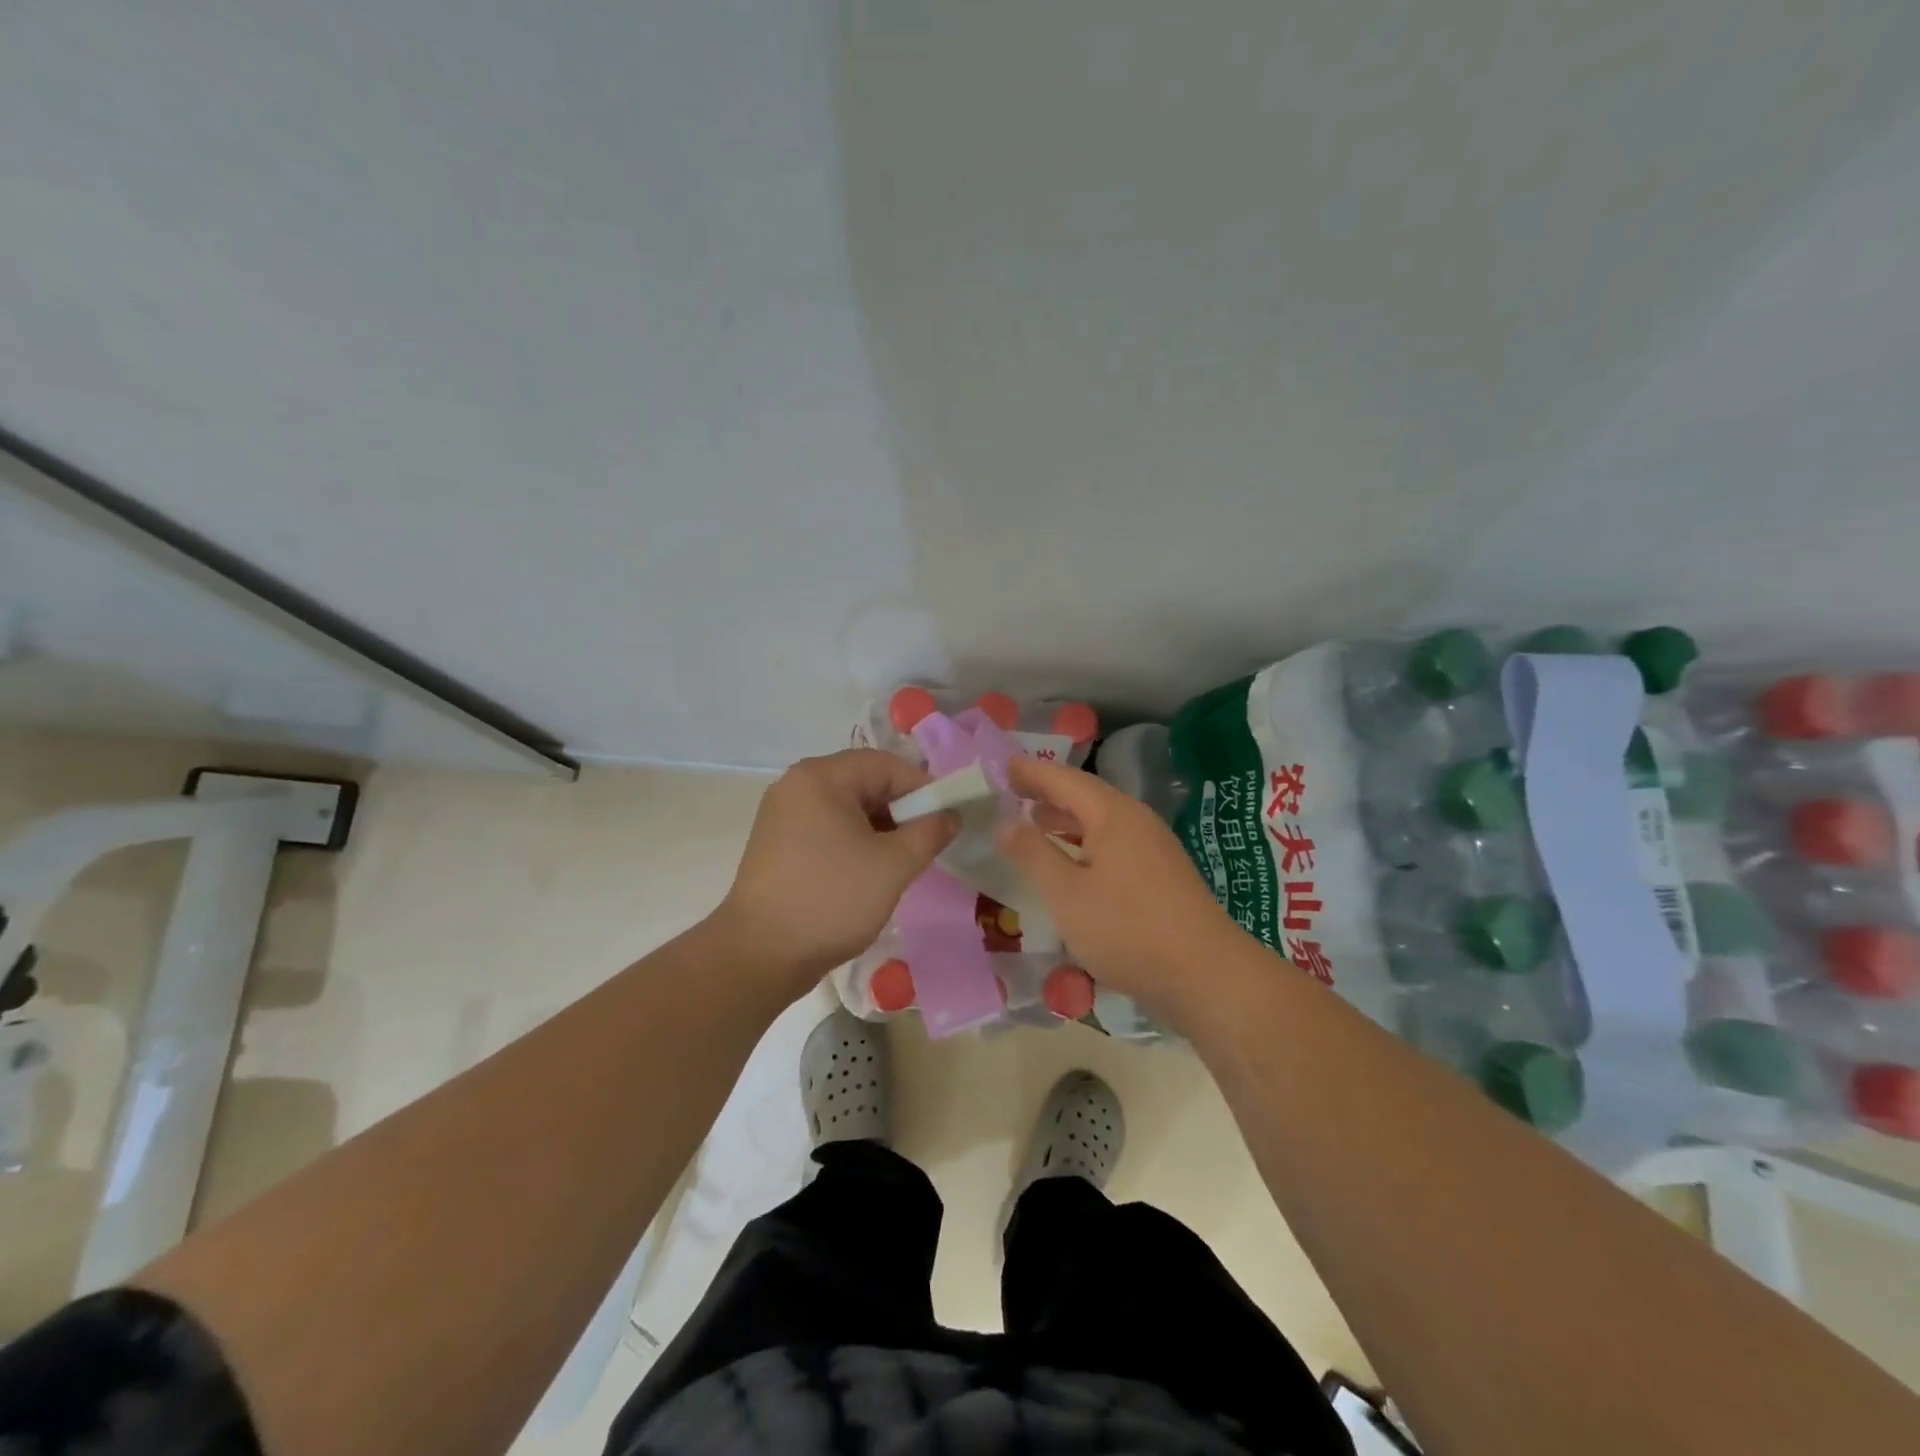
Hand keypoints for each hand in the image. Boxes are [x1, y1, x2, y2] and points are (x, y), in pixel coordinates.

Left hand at [714, 749, 957, 994]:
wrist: (760, 955)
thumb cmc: (831, 900)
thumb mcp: (893, 865)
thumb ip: (929, 832)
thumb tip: (950, 815)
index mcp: (821, 777)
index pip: (887, 765)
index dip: (923, 790)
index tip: (946, 822)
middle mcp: (797, 784)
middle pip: (865, 782)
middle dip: (901, 811)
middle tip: (924, 845)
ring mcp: (783, 814)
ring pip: (848, 808)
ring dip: (879, 829)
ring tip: (899, 864)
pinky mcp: (777, 842)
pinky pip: (828, 828)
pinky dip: (854, 841)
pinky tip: (868, 872)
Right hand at [996, 756, 1241, 1019]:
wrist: (1207, 975)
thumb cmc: (1128, 930)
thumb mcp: (1067, 894)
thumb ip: (1032, 853)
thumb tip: (1003, 820)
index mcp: (1112, 814)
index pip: (1063, 779)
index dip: (1030, 772)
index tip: (1000, 766)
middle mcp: (1136, 819)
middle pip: (1084, 794)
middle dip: (1046, 791)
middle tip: (1009, 790)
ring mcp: (1153, 845)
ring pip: (1100, 819)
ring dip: (1065, 817)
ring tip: (1032, 820)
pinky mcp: (1161, 871)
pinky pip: (1113, 840)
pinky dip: (1084, 839)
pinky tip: (1071, 860)